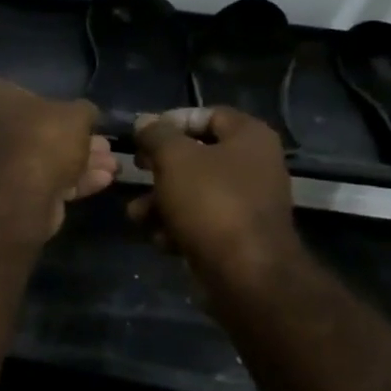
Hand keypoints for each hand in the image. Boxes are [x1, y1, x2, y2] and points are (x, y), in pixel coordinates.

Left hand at [0, 79, 117, 236]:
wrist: (22, 194)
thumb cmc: (43, 138)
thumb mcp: (77, 113)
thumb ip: (84, 111)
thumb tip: (86, 115)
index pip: (27, 95)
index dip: (61, 107)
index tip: (86, 118)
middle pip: (40, 131)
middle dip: (78, 140)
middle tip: (106, 146)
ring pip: (45, 159)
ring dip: (82, 163)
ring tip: (113, 166)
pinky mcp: (10, 194)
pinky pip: (45, 181)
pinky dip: (74, 181)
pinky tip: (103, 181)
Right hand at [128, 107, 300, 288]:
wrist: (247, 276)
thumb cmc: (212, 203)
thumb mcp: (175, 158)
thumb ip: (156, 135)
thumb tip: (145, 122)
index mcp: (249, 137)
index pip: (207, 114)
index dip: (171, 121)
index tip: (142, 135)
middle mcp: (255, 165)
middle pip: (197, 156)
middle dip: (160, 168)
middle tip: (136, 170)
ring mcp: (249, 204)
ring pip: (195, 192)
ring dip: (160, 202)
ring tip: (137, 215)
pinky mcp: (239, 237)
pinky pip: (202, 222)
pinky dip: (178, 227)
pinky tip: (160, 240)